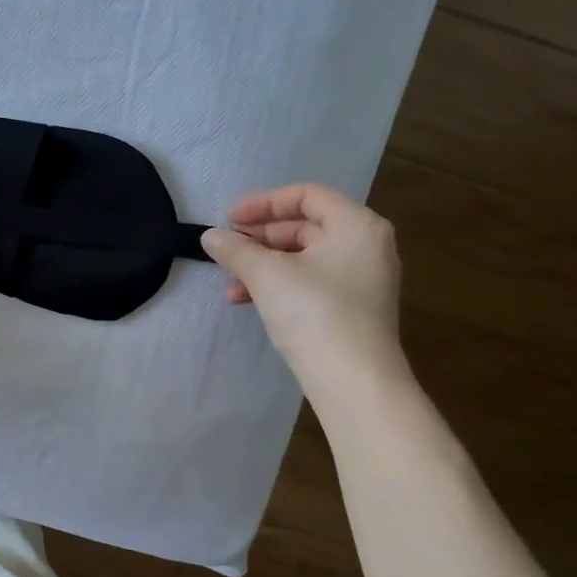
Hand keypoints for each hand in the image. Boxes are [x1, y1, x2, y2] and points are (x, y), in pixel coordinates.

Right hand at [200, 183, 406, 404]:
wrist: (353, 380)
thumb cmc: (315, 314)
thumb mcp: (267, 275)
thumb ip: (236, 250)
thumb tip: (210, 236)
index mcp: (357, 225)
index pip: (306, 195)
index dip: (263, 203)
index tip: (229, 219)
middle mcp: (366, 245)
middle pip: (305, 226)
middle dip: (259, 240)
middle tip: (227, 251)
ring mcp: (362, 278)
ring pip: (303, 258)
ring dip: (262, 267)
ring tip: (231, 286)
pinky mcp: (352, 308)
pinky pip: (310, 282)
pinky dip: (279, 286)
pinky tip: (248, 302)